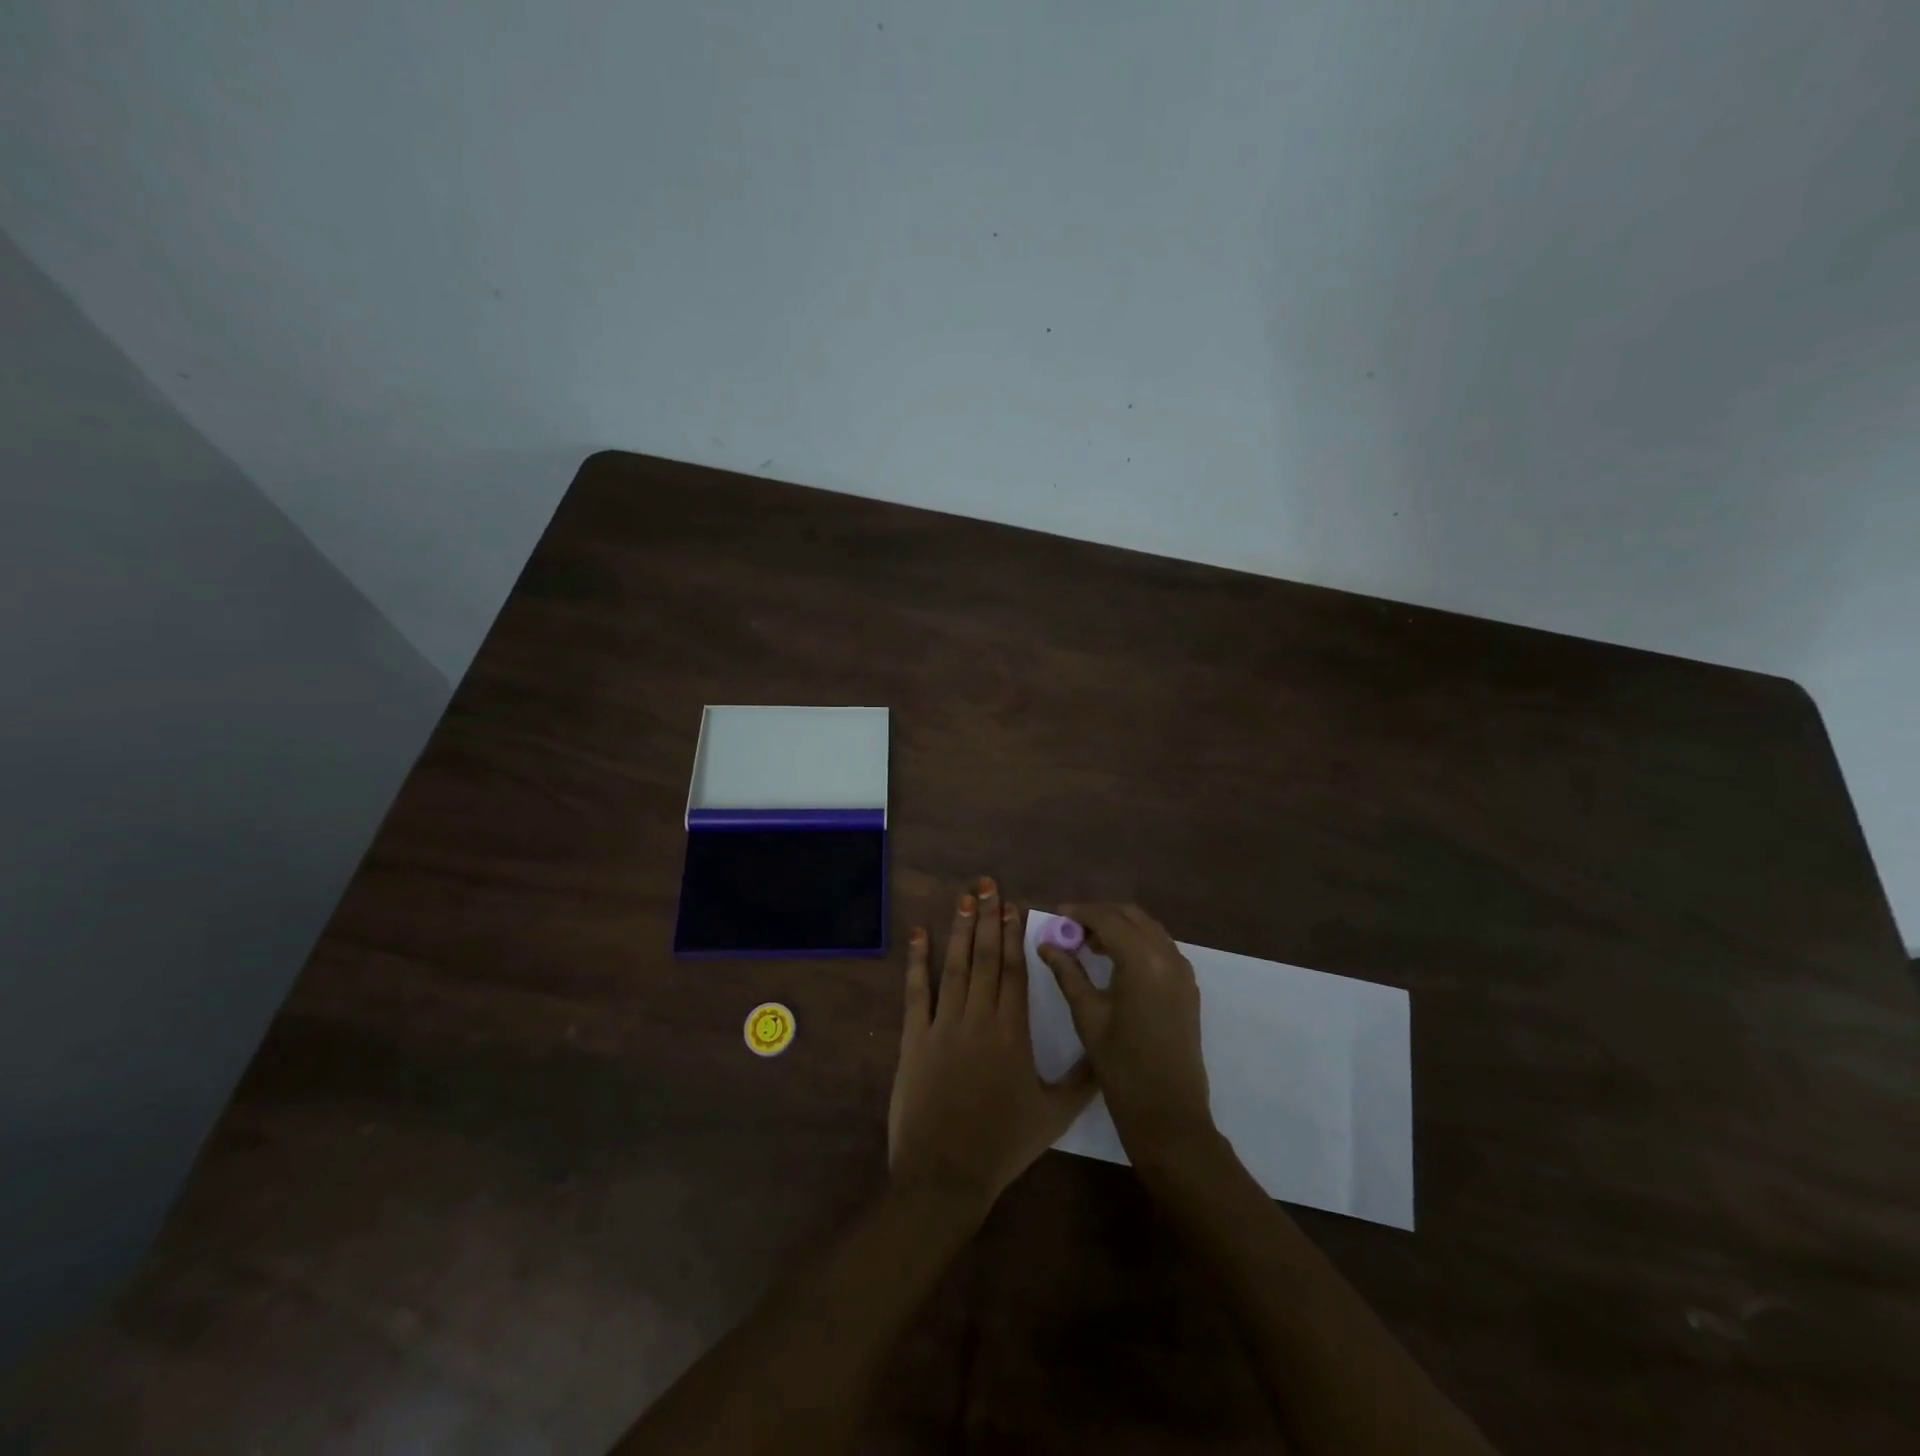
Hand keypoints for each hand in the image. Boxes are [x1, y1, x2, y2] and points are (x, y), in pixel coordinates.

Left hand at [887, 878, 1096, 1213]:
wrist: (946, 1173)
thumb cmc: (1002, 1145)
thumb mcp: (1054, 1116)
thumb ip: (1081, 1080)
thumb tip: (1107, 1052)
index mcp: (1012, 1032)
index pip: (1015, 972)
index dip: (1014, 936)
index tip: (1013, 906)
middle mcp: (978, 1018)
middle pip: (986, 958)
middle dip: (988, 918)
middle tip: (987, 884)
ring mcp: (943, 1025)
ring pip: (955, 966)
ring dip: (960, 930)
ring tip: (964, 897)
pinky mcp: (914, 1038)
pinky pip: (916, 992)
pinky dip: (917, 961)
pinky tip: (920, 934)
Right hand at [1037, 903, 1213, 1163]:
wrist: (1168, 1114)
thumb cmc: (1122, 1067)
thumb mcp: (1088, 1016)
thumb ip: (1067, 973)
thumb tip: (1046, 944)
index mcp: (1143, 961)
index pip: (1108, 919)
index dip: (1080, 913)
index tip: (1056, 915)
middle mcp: (1168, 956)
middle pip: (1131, 916)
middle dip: (1100, 915)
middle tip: (1070, 929)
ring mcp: (1183, 971)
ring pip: (1148, 928)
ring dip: (1119, 926)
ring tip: (1087, 944)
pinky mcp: (1187, 986)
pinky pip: (1160, 947)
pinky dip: (1137, 942)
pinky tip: (1114, 960)